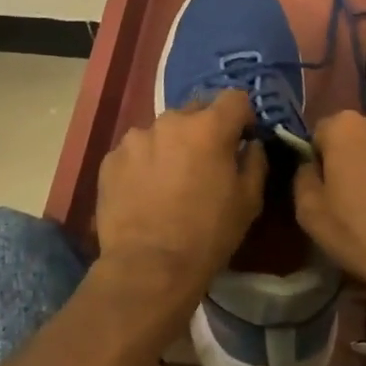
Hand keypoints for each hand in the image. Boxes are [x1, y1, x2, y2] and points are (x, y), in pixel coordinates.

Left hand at [93, 88, 266, 306]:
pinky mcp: (111, 159)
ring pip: (163, 131)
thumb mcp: (249, 200)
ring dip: (172, 146)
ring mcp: (136, 138)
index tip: (242, 139)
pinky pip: (136, 151)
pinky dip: (144, 163)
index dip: (243, 117)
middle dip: (205, 130)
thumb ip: (255, 160)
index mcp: (209, 126)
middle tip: (205, 163)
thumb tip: (250, 144)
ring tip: (170, 180)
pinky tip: (145, 192)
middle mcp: (171, 121)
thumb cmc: (208, 234)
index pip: (235, 98)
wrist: (148, 268)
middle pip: (196, 111)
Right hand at [293, 109, 365, 312]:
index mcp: (346, 127)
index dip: (322, 160)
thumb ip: (303, 178)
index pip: (323, 133)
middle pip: (360, 134)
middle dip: (357, 155)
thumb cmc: (363, 236)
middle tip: (360, 193)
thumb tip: (311, 166)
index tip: (330, 188)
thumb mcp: (310, 214)